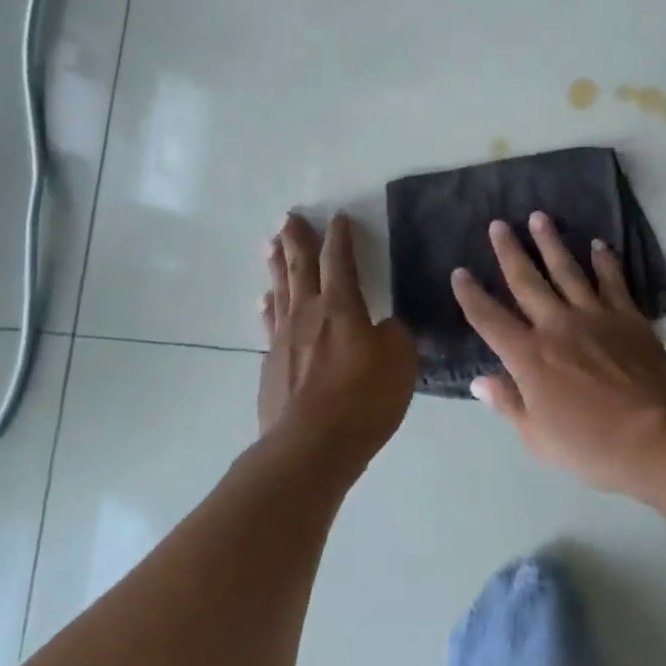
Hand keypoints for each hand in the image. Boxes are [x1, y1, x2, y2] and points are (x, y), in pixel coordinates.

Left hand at [258, 212, 416, 470]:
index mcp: (341, 308)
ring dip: (277, 266)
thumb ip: (395, 336)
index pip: (339, 261)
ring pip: (280, 291)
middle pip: (300, 267)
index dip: (340, 238)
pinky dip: (269, 308)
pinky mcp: (271, 366)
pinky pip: (270, 324)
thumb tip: (383, 328)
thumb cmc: (362, 400)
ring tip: (270, 245)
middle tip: (289, 217)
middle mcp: (307, 315)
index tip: (337, 217)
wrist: (309, 448)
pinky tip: (266, 302)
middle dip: (297, 240)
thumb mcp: (400, 362)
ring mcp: (283, 340)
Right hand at [451, 213, 665, 493]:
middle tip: (498, 224)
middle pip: (526, 281)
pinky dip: (604, 261)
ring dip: (551, 243)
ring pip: (567, 270)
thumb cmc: (594, 447)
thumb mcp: (539, 438)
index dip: (471, 296)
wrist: (661, 437)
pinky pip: (612, 281)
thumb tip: (480, 379)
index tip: (459, 273)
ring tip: (539, 217)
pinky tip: (598, 244)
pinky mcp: (628, 317)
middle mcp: (557, 326)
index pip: (489, 319)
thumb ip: (508, 404)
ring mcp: (595, 316)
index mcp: (530, 357)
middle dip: (509, 251)